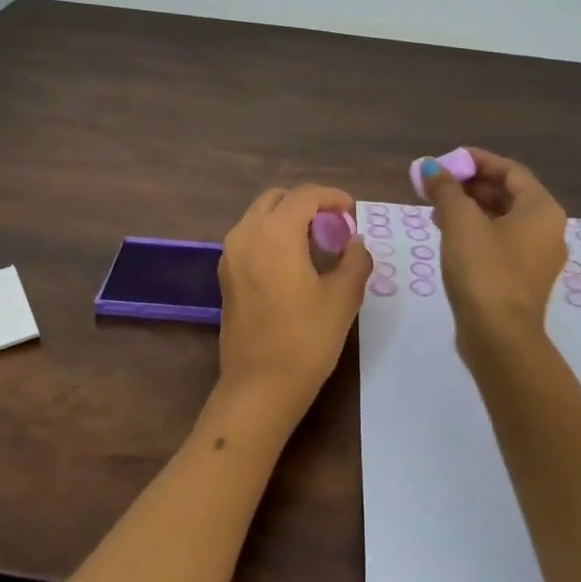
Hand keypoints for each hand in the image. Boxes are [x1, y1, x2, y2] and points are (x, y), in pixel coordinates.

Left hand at [216, 184, 372, 430]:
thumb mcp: (343, 297)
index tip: (352, 212)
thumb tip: (355, 243)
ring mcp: (230, 255)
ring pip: (259, 217)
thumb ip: (355, 260)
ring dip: (287, 219)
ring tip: (317, 244)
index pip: (304, 195)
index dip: (332, 197)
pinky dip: (272, 236)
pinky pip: (250, 238)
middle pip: (277, 199)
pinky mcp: (225, 276)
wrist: (260, 386)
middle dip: (307, 204)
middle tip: (333, 225)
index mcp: (275, 232)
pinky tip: (295, 263)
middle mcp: (246, 234)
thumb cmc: (306, 338)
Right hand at [419, 148, 567, 362]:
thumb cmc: (484, 271)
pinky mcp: (523, 279)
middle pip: (508, 194)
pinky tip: (449, 236)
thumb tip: (429, 166)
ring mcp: (538, 257)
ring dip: (470, 208)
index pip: (510, 170)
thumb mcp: (460, 222)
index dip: (477, 161)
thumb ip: (445, 189)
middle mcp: (548, 230)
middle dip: (470, 185)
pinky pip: (501, 242)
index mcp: (542, 209)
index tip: (447, 160)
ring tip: (436, 208)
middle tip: (437, 184)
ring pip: (503, 219)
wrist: (499, 338)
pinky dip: (477, 232)